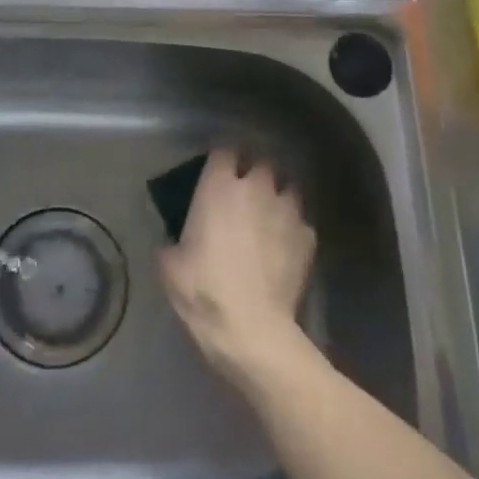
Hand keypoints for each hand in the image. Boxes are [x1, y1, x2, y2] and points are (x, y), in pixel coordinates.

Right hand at [160, 151, 315, 388]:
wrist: (253, 329)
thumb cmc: (204, 291)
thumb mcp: (171, 266)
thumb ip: (172, 241)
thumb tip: (173, 241)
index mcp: (219, 186)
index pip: (224, 148)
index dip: (222, 155)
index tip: (217, 166)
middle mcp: (256, 187)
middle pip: (262, 161)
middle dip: (255, 170)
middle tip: (246, 188)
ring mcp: (287, 209)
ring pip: (288, 186)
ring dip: (279, 194)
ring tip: (271, 211)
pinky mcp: (308, 236)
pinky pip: (301, 220)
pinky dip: (293, 227)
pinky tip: (286, 244)